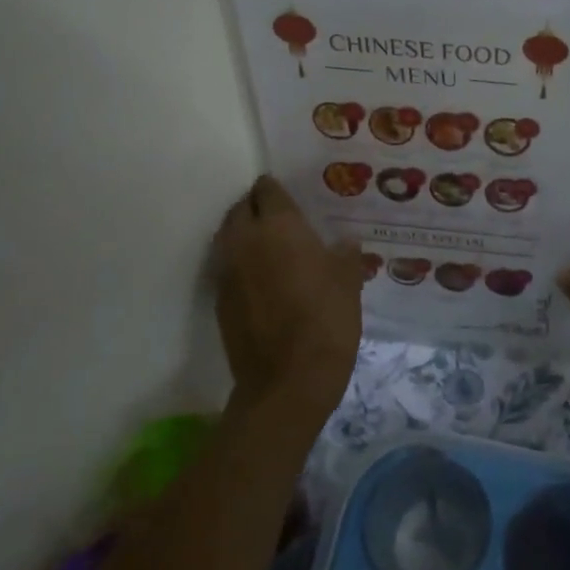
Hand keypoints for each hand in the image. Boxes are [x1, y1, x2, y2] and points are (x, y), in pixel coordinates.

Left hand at [212, 175, 363, 419]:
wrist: (288, 380)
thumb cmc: (326, 320)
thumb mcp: (349, 282)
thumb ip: (345, 255)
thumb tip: (344, 243)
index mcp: (279, 227)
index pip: (268, 191)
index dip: (277, 189)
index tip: (291, 195)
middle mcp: (245, 241)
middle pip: (241, 209)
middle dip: (257, 207)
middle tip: (281, 217)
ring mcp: (227, 271)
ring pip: (229, 236)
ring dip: (245, 233)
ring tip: (271, 244)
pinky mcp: (220, 299)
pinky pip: (227, 266)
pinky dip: (241, 262)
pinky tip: (263, 277)